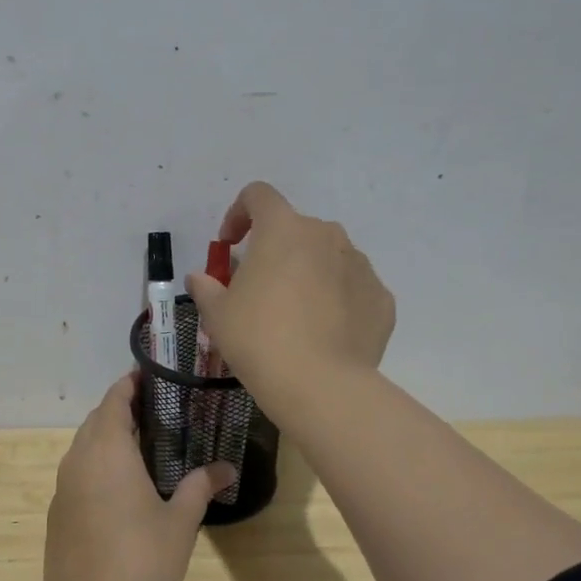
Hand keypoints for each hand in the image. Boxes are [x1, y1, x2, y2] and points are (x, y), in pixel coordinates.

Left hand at [44, 372, 232, 580]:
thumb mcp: (179, 523)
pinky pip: (77, 475)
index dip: (130, 384)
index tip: (151, 375)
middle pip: (96, 421)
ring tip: (143, 446)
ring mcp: (62, 489)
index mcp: (106, 451)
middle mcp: (77, 461)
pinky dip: (97, 467)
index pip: (114, 400)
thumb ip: (201, 487)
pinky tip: (121, 487)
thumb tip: (228, 468)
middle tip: (157, 411)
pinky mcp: (57, 516)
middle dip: (121, 410)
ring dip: (107, 439)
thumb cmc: (142, 561)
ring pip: (84, 448)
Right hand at [185, 181, 395, 413]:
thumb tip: (200, 278)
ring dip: (309, 273)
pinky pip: (353, 288)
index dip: (239, 213)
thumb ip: (206, 287)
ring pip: (328, 257)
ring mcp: (360, 265)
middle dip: (276, 250)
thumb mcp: (217, 314)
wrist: (320, 384)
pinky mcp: (381, 297)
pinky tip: (324, 333)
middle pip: (296, 229)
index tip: (230, 245)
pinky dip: (337, 300)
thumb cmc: (258, 338)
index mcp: (283, 229)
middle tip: (260, 287)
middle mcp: (326, 235)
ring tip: (296, 314)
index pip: (259, 196)